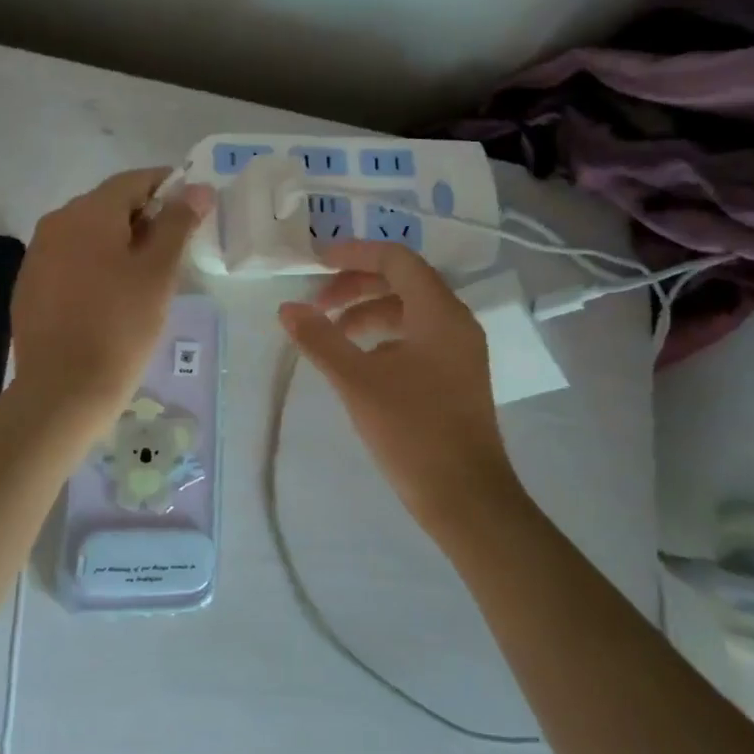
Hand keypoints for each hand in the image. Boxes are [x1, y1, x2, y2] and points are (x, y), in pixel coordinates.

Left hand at [11, 168, 213, 414]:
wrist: (63, 390)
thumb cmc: (121, 326)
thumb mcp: (159, 272)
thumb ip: (178, 223)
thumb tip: (198, 188)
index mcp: (88, 213)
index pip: (133, 180)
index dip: (167, 186)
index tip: (193, 206)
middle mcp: (56, 222)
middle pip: (108, 204)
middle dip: (144, 216)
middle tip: (175, 247)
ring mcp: (38, 254)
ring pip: (88, 233)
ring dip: (119, 241)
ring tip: (146, 274)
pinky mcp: (29, 285)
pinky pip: (70, 259)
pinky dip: (95, 263)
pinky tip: (111, 296)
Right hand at [278, 241, 523, 532]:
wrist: (467, 499)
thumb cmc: (413, 432)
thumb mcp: (358, 382)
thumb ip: (320, 339)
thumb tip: (287, 308)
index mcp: (440, 312)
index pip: (396, 259)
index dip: (354, 254)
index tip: (315, 263)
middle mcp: (455, 322)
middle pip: (402, 282)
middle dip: (356, 286)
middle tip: (317, 305)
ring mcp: (459, 350)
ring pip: (409, 312)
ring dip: (368, 313)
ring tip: (333, 335)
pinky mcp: (456, 376)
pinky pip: (417, 338)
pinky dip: (384, 338)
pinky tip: (360, 363)